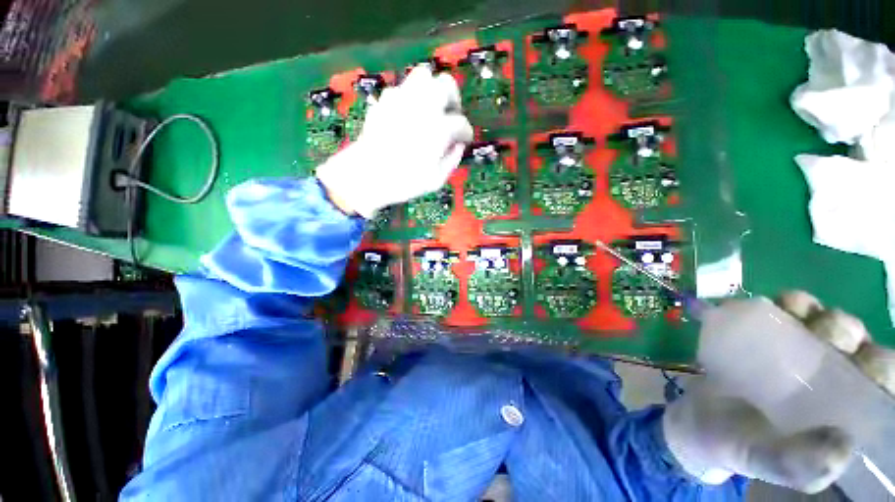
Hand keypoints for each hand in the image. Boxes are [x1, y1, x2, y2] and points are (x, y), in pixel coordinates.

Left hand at [316, 66, 473, 217]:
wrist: (365, 176)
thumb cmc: (403, 182)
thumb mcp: (435, 180)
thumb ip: (452, 161)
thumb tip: (458, 146)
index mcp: (438, 129)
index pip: (460, 123)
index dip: (465, 132)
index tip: (464, 139)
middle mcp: (422, 107)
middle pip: (446, 85)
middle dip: (453, 98)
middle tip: (451, 114)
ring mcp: (401, 100)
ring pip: (423, 75)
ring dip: (432, 89)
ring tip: (431, 107)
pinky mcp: (384, 101)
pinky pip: (402, 89)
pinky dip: (410, 98)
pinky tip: (409, 114)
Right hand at [663, 291, 894, 492]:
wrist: (694, 417)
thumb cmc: (737, 444)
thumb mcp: (765, 461)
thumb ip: (797, 464)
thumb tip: (841, 444)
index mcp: (842, 411)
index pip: (878, 382)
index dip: (881, 366)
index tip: (862, 362)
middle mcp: (829, 379)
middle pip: (854, 343)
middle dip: (846, 330)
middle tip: (823, 334)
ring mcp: (796, 354)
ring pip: (823, 322)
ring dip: (818, 312)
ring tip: (793, 313)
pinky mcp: (766, 337)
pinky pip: (787, 312)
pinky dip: (790, 303)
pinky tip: (778, 304)